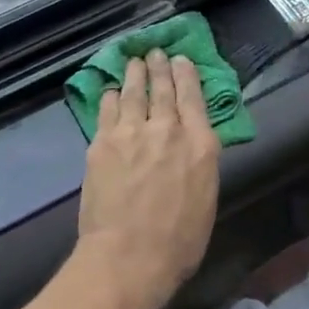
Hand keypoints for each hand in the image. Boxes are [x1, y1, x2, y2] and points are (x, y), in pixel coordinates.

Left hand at [73, 51, 219, 308]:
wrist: (128, 256)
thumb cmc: (178, 243)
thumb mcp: (206, 199)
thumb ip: (198, 162)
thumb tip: (191, 143)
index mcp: (200, 145)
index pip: (193, 97)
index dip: (186, 75)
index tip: (181, 60)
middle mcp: (167, 129)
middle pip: (161, 88)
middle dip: (158, 66)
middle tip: (155, 52)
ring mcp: (131, 132)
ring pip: (132, 92)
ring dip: (133, 73)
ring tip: (133, 61)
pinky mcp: (102, 141)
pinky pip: (106, 109)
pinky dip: (109, 96)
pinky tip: (109, 90)